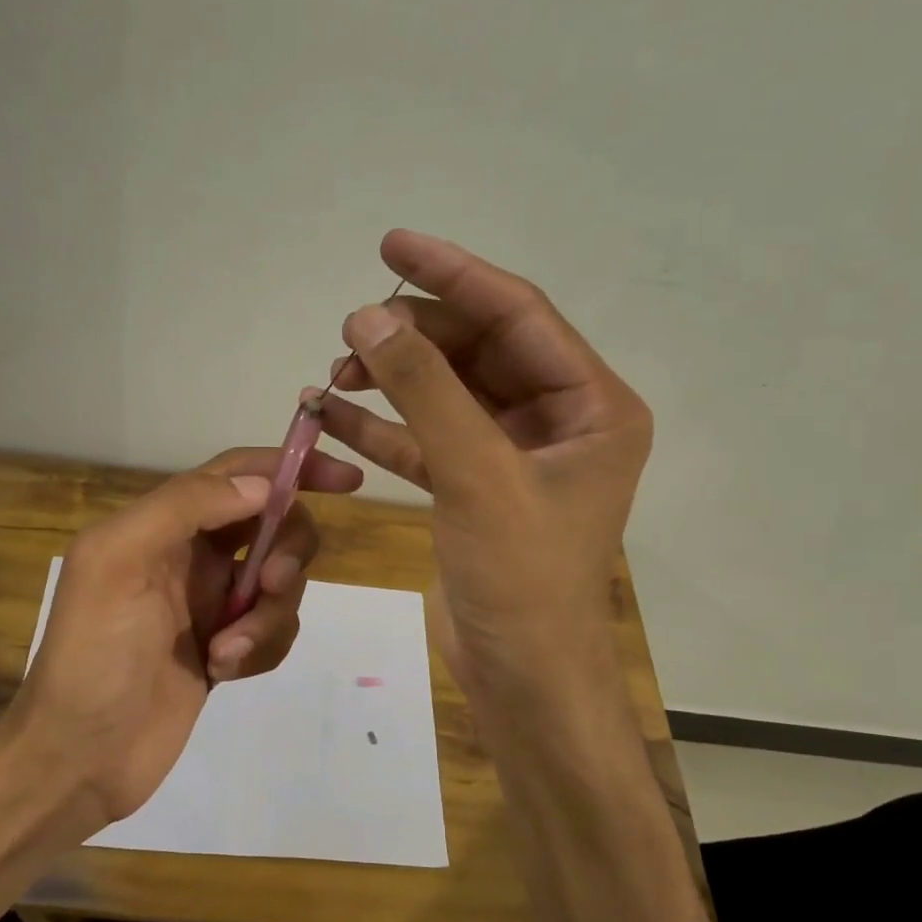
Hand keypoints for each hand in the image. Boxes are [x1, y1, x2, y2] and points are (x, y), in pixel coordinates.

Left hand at [13, 446, 362, 824]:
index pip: (239, 475)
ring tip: (226, 652)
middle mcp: (193, 556)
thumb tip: (261, 485)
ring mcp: (213, 605)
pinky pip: (274, 631)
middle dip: (287, 551)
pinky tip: (223, 671)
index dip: (293, 468)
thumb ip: (185, 506)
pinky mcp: (228, 649)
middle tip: (271, 584)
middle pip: (275, 526)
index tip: (348, 479)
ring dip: (268, 615)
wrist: (81, 755)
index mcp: (163, 524)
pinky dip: (262, 648)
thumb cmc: (93, 653)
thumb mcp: (119, 561)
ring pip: (282, 583)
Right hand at [316, 229, 651, 700]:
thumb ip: (424, 390)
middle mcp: (558, 420)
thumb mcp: (476, 474)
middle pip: (478, 350)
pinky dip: (381, 427)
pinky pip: (425, 439)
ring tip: (333, 371)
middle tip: (350, 332)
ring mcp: (512, 455)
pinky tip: (329, 414)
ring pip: (445, 394)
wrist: (520, 678)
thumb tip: (368, 314)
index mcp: (592, 405)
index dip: (454, 274)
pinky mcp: (473, 488)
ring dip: (390, 380)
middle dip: (412, 337)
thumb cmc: (521, 579)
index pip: (518, 315)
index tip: (392, 243)